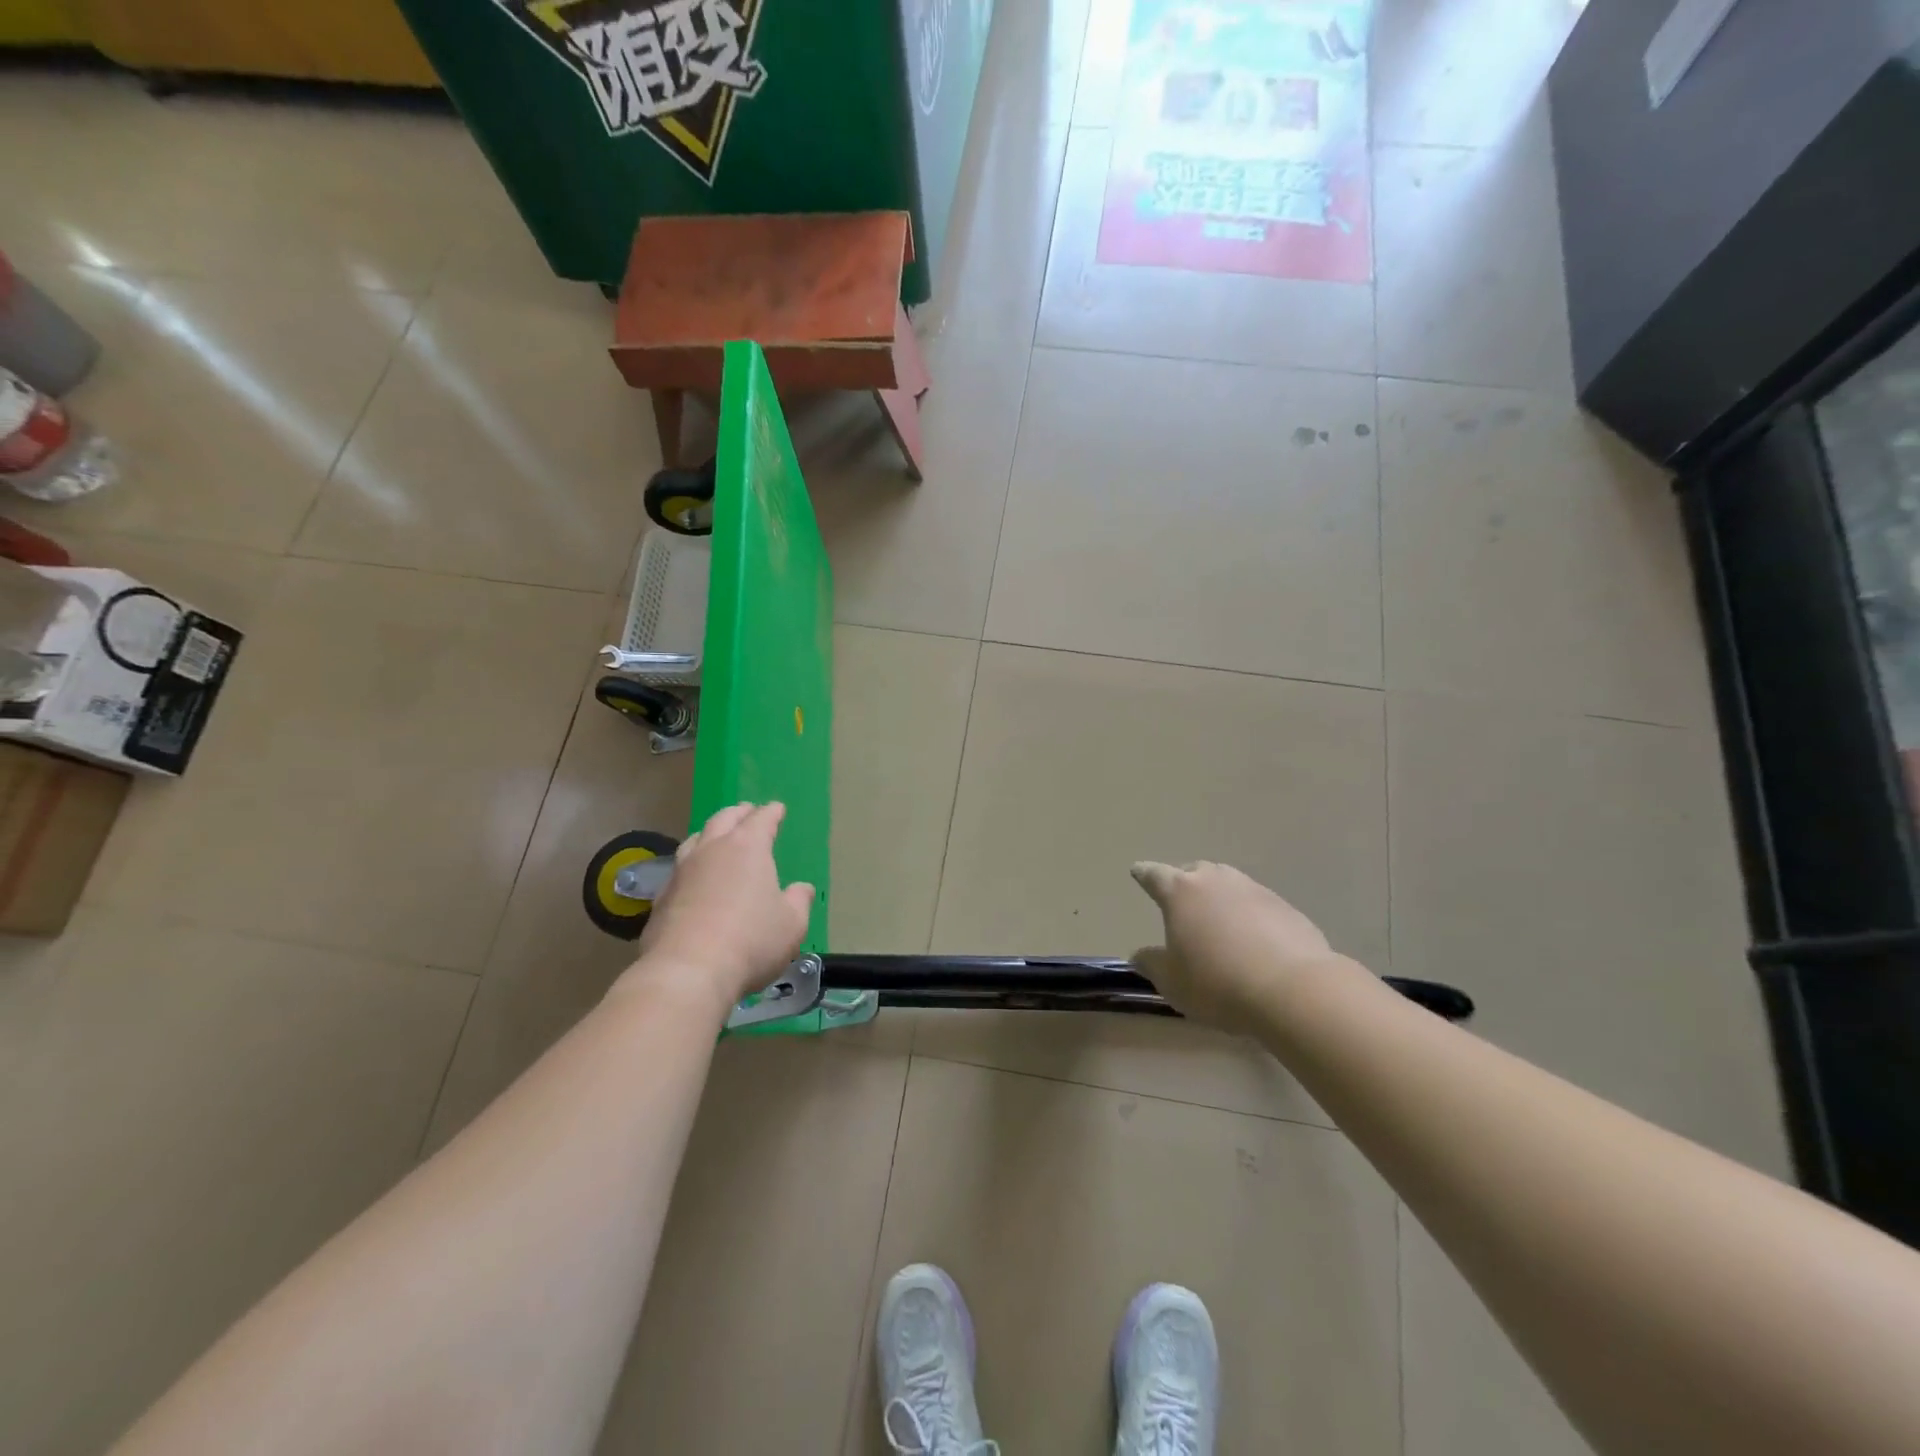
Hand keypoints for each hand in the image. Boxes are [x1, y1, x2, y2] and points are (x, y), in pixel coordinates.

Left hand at [621, 802, 814, 1015]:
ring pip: (695, 840)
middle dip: (738, 813)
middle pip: (724, 819)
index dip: (771, 813)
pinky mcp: (661, 898)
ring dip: (709, 833)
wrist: (687, 972)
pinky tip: (693, 878)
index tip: (777, 808)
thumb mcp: (791, 924)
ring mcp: (681, 872)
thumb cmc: (751, 941)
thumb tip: (801, 888)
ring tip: (716, 837)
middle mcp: (712, 850)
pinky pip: (679, 869)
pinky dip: (691, 865)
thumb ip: (798, 902)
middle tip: (746, 811)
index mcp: (747, 848)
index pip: (762, 819)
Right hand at [1130, 860, 1341, 1032]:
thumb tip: (1141, 954)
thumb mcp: (1172, 982)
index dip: (1144, 874)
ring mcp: (1254, 890)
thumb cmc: (1217, 983)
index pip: (1154, 875)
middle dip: (1185, 882)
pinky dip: (1249, 916)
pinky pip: (1258, 905)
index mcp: (1181, 892)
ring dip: (1220, 897)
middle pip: (1195, 871)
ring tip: (1218, 921)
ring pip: (1229, 885)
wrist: (1293, 991)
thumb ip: (1152, 964)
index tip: (1138, 871)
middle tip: (1181, 901)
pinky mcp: (1286, 908)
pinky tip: (1254, 941)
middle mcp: (1216, 881)